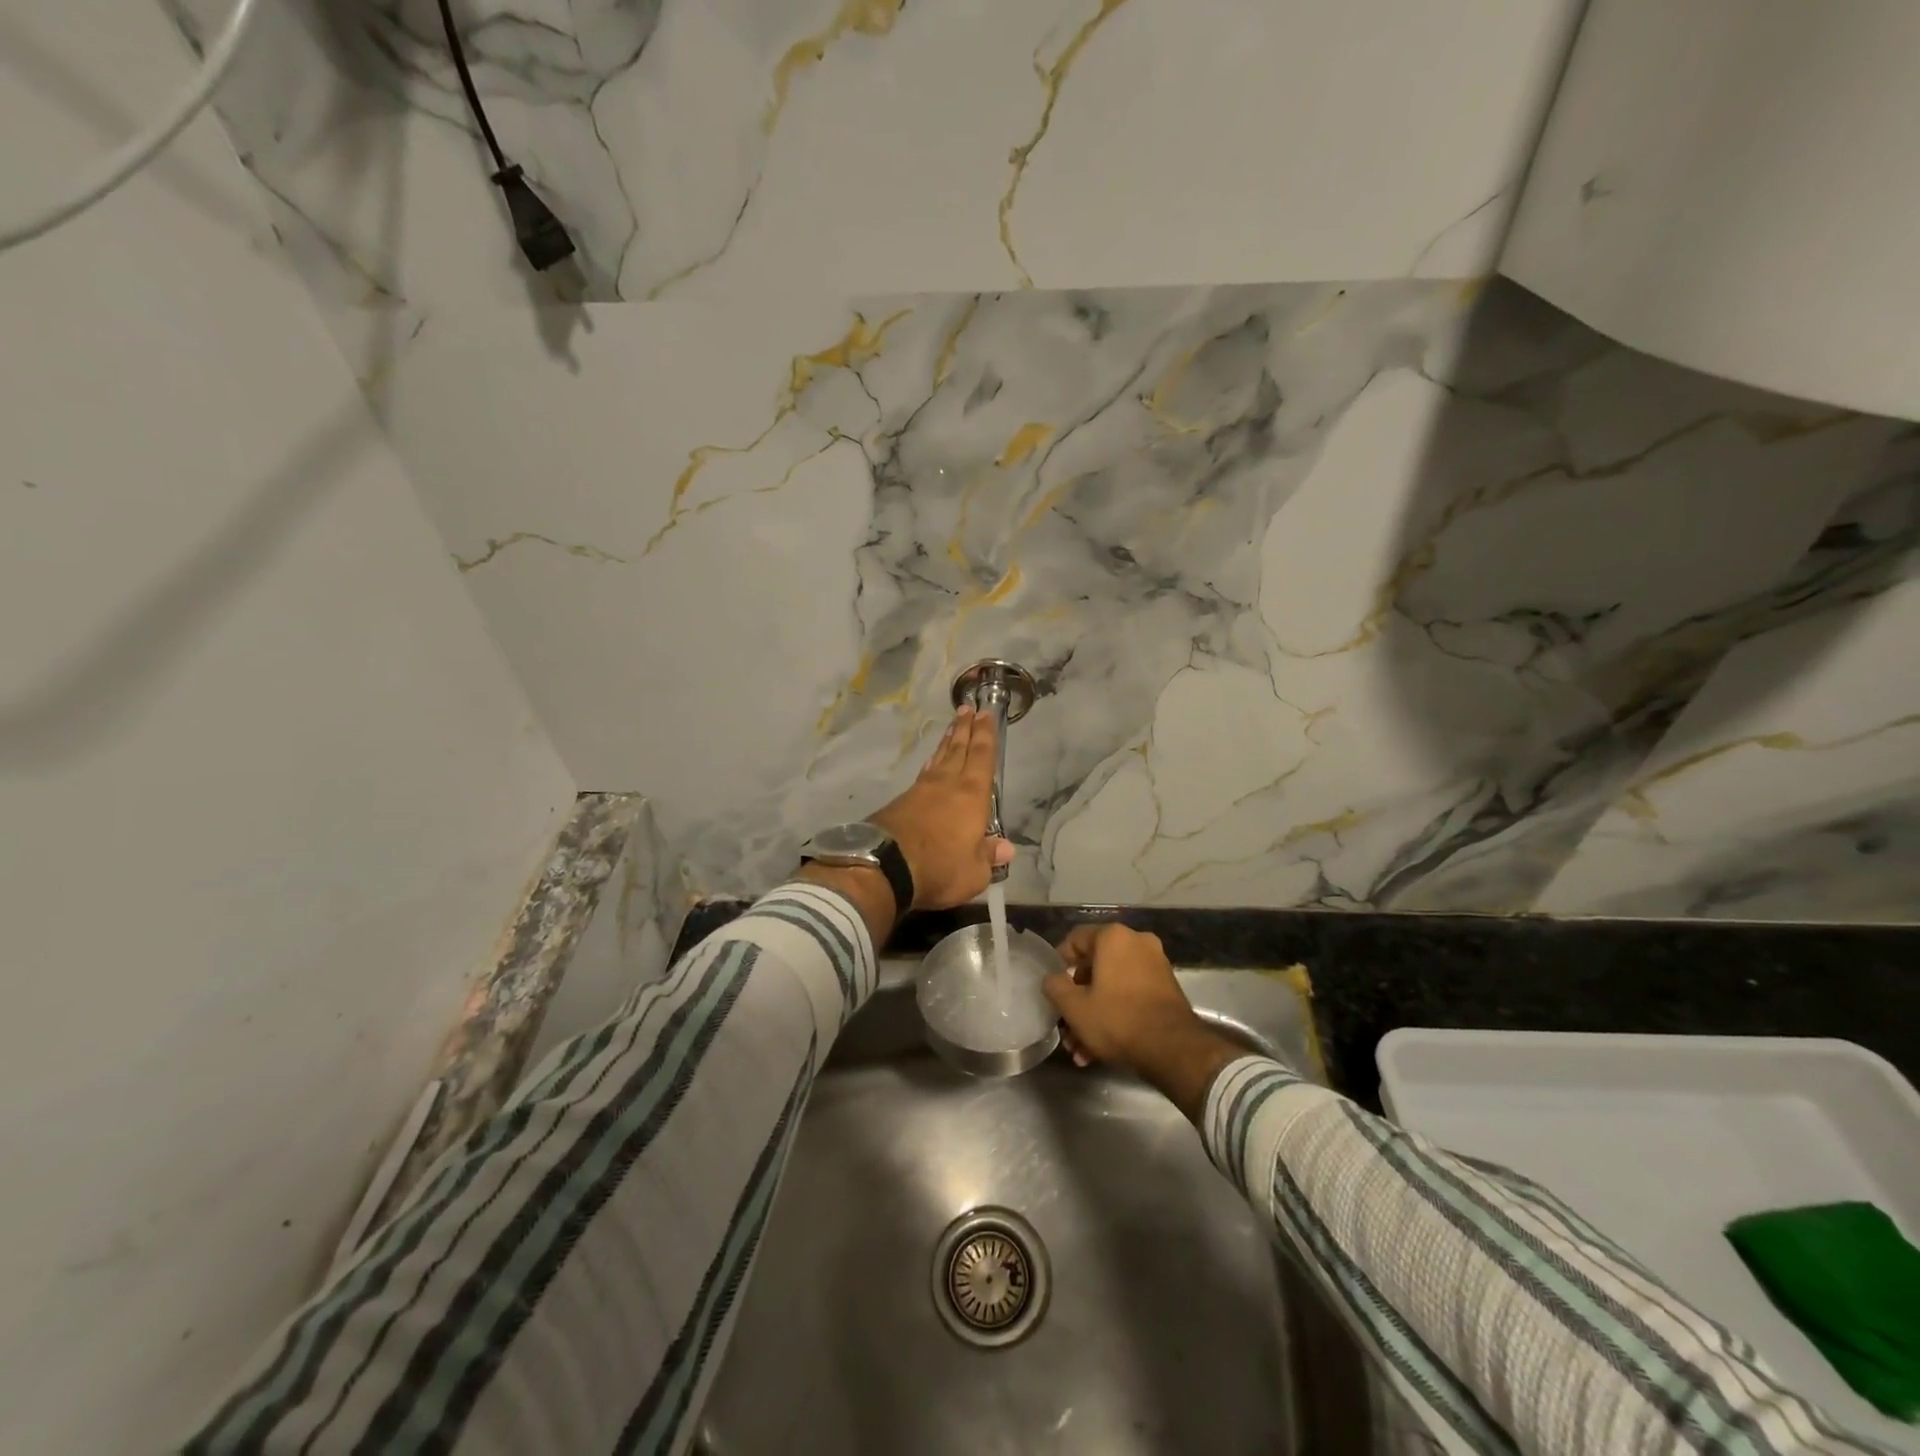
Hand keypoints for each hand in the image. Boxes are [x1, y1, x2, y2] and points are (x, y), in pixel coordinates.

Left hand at [869, 706, 1014, 910]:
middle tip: (967, 708)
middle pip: (959, 749)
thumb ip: (989, 857)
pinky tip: (931, 764)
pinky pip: (923, 774)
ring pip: (939, 759)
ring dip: (947, 743)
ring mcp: (921, 791)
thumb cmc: (940, 868)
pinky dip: (931, 764)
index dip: (986, 735)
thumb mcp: (974, 872)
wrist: (883, 866)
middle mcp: (947, 785)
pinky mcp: (901, 802)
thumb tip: (1006, 848)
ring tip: (951, 730)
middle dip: (965, 729)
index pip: (982, 757)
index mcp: (972, 795)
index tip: (985, 714)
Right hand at [1042, 924, 1243, 1120]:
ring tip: (1082, 1049)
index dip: (1058, 962)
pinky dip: (1116, 1013)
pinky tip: (1102, 1049)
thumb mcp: (1074, 1007)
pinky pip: (1131, 993)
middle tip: (1067, 1025)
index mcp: (1113, 937)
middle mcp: (1137, 942)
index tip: (1053, 986)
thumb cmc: (1117, 1020)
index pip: (1075, 939)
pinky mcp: (1167, 987)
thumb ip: (1055, 986)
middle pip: (1095, 966)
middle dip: (1078, 999)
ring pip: (1113, 985)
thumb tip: (1052, 978)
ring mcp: (1155, 964)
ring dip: (1095, 1013)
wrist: (1173, 1049)